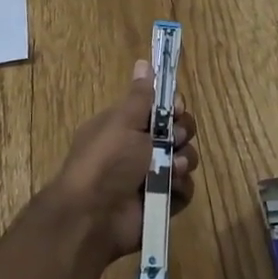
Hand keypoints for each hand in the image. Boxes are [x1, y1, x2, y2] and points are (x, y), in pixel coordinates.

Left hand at [48, 59, 198, 265]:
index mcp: (126, 126)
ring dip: (183, 162)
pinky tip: (170, 191)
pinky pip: (184, 190)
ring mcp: (151, 177)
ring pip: (185, 160)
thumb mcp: (122, 121)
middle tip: (174, 140)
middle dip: (182, 133)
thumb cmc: (106, 161)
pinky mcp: (162, 203)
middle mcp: (139, 149)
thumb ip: (140, 95)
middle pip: (178, 132)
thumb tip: (143, 62)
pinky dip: (180, 189)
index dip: (173, 107)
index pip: (159, 108)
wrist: (92, 217)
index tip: (176, 108)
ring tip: (172, 170)